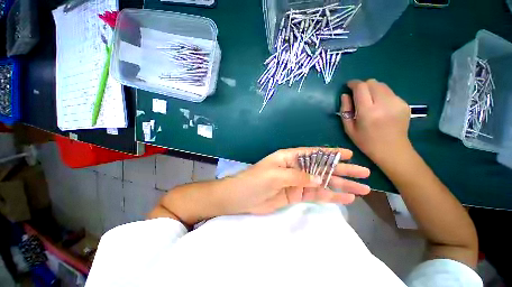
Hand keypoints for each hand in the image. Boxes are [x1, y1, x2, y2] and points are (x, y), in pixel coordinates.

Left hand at [223, 147, 370, 214]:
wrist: (241, 197)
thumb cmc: (255, 180)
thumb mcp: (275, 174)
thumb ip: (297, 176)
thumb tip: (319, 179)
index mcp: (289, 157)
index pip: (313, 153)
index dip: (331, 153)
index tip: (349, 154)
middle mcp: (296, 168)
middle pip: (322, 168)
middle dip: (342, 170)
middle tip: (363, 174)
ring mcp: (297, 182)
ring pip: (323, 183)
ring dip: (341, 186)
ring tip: (362, 189)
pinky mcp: (296, 195)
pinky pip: (316, 195)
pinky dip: (330, 196)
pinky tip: (346, 198)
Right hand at [340, 79, 412, 166]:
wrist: (392, 150)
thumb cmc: (366, 142)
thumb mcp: (349, 128)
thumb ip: (345, 110)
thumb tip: (345, 95)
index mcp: (368, 112)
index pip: (361, 88)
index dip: (353, 84)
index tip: (348, 86)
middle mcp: (384, 104)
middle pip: (372, 83)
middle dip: (363, 85)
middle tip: (358, 95)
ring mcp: (397, 103)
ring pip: (382, 85)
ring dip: (372, 89)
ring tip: (369, 101)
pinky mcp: (404, 104)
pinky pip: (390, 92)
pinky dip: (381, 95)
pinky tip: (380, 106)